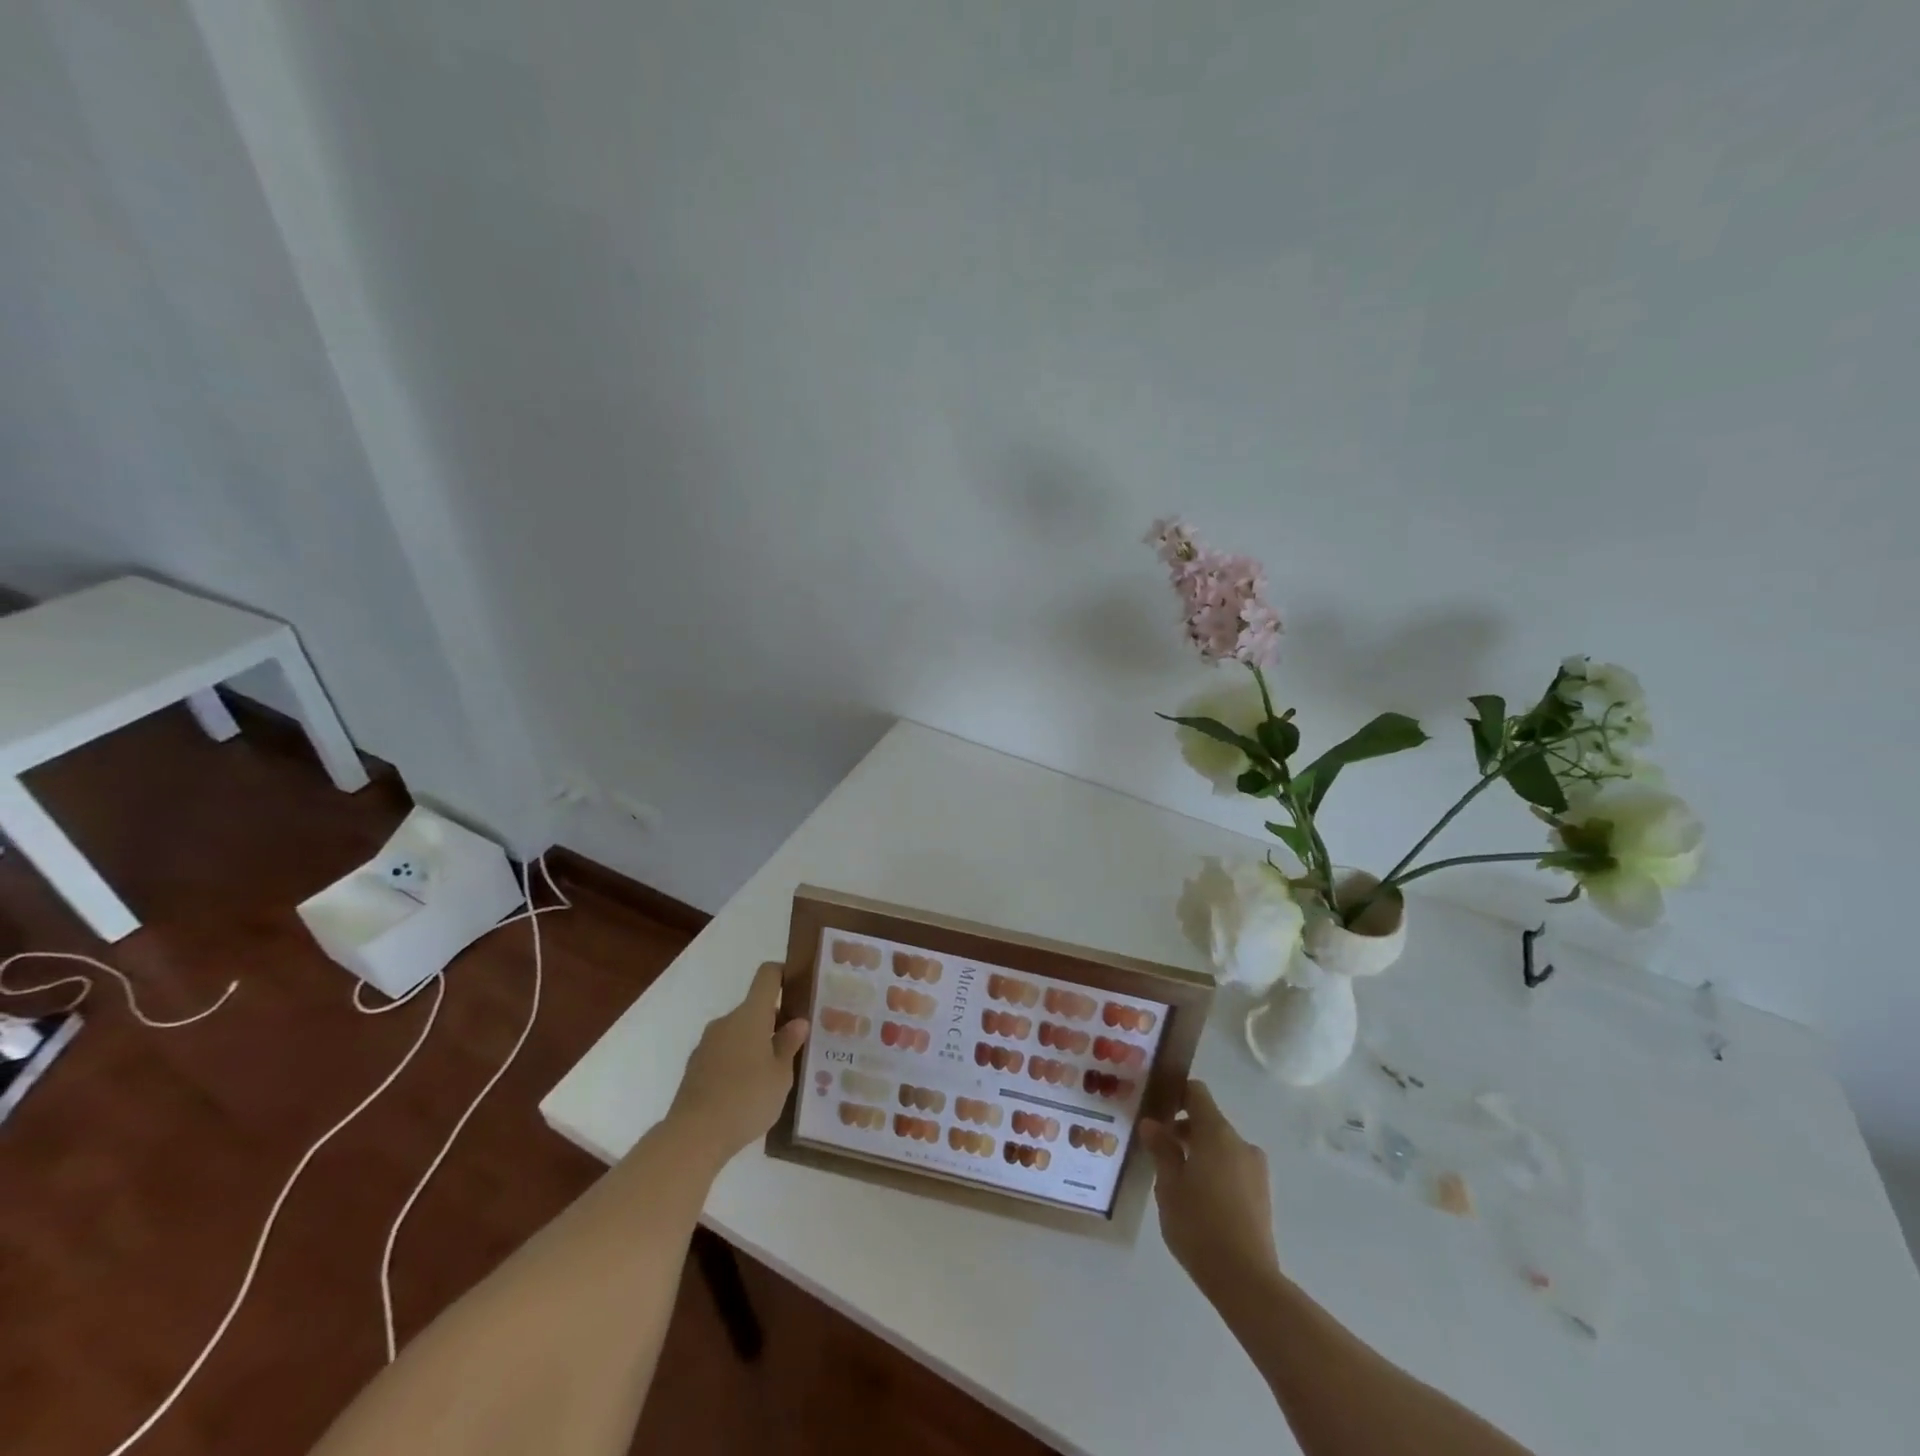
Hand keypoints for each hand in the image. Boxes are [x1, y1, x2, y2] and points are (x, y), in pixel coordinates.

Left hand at [667, 962, 809, 1160]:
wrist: (693, 1136)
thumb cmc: (746, 1099)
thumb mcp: (780, 1075)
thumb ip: (788, 1044)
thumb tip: (797, 1022)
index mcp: (750, 1015)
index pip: (767, 975)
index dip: (784, 974)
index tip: (799, 989)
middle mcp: (726, 1021)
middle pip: (754, 1008)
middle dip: (774, 1021)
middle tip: (795, 1045)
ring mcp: (707, 1044)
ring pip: (739, 1032)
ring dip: (756, 1044)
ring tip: (773, 1074)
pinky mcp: (695, 1067)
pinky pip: (724, 1053)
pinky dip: (738, 1062)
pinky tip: (748, 1091)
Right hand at [1140, 1081, 1279, 1303]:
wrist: (1246, 1280)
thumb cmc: (1199, 1224)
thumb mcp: (1168, 1185)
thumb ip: (1161, 1149)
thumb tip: (1152, 1124)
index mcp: (1217, 1133)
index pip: (1197, 1093)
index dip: (1175, 1094)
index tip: (1156, 1109)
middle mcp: (1240, 1143)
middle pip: (1208, 1121)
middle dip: (1183, 1130)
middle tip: (1156, 1148)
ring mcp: (1255, 1170)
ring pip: (1221, 1147)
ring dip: (1198, 1152)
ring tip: (1175, 1179)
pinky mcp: (1262, 1194)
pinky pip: (1232, 1168)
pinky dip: (1214, 1171)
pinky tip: (1197, 1199)